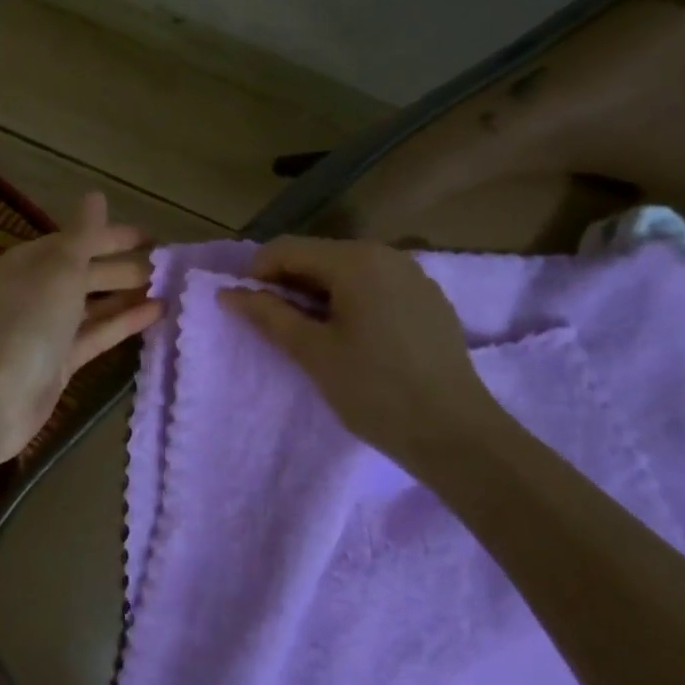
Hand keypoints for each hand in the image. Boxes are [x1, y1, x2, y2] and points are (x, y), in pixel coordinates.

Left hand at [0, 193, 162, 466]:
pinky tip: (155, 315)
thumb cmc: (28, 321)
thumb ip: (83, 234)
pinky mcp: (60, 360)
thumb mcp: (60, 268)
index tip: (155, 238)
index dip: (114, 236)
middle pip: (87, 271)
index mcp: (30, 260)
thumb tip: (95, 195)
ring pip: (94, 304)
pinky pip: (96, 333)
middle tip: (170, 268)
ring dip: (127, 295)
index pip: (78, 240)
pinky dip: (122, 323)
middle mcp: (37, 289)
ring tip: (170, 290)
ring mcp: (48, 327)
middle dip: (125, 267)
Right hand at [220, 237, 505, 462]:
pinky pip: (375, 287)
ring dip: (317, 294)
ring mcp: (413, 277)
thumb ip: (267, 315)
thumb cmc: (375, 390)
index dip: (257, 274)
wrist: (456, 435)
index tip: (246, 310)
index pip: (287, 249)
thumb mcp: (312, 352)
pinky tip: (350, 338)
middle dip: (287, 284)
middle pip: (318, 256)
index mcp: (356, 260)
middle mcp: (387, 255)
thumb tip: (228, 293)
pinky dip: (349, 302)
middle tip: (273, 326)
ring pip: (346, 272)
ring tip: (308, 335)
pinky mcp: (428, 301)